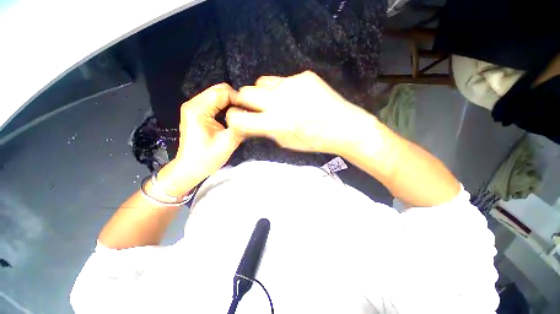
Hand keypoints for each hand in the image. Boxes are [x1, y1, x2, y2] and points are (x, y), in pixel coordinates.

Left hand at [159, 84, 242, 196]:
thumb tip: (250, 115)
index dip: (238, 99)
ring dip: (231, 103)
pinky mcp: (197, 114)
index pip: (222, 92)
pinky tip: (232, 118)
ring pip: (217, 96)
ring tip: (240, 116)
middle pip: (219, 90)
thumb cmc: (207, 158)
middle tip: (246, 113)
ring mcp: (194, 108)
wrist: (190, 168)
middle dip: (235, 99)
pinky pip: (215, 104)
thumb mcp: (228, 142)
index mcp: (198, 109)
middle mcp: (194, 104)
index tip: (249, 110)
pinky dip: (225, 107)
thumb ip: (239, 125)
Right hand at [226, 71, 376, 154]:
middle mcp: (279, 101)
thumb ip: (266, 130)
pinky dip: (283, 88)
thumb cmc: (312, 141)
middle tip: (253, 106)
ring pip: (262, 81)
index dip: (233, 118)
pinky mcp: (304, 76)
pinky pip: (283, 79)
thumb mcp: (285, 142)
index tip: (237, 118)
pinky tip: (295, 96)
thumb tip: (251, 121)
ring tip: (275, 100)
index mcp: (274, 123)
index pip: (239, 118)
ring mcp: (291, 85)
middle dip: (244, 100)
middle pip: (245, 92)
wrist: (341, 127)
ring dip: (263, 92)